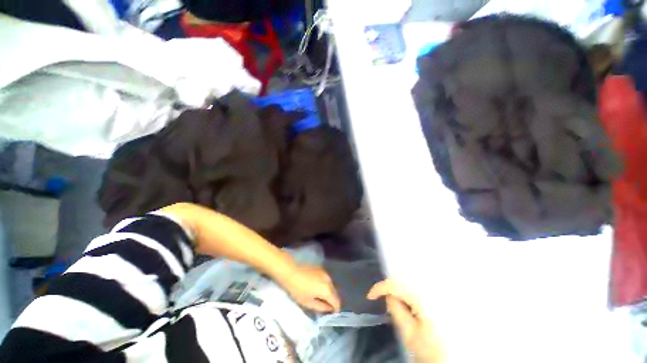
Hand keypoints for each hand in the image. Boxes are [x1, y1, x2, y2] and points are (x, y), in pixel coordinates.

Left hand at [277, 265, 340, 312]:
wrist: (290, 270)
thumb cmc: (298, 289)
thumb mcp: (308, 302)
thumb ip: (321, 307)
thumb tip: (328, 308)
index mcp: (327, 290)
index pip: (337, 302)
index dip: (335, 310)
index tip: (331, 315)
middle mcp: (329, 279)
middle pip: (335, 293)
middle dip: (332, 300)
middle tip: (325, 308)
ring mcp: (325, 272)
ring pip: (330, 285)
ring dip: (328, 292)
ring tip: (320, 298)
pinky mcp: (320, 268)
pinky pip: (325, 279)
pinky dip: (324, 285)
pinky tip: (316, 287)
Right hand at [368, 279, 444, 362]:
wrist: (458, 359)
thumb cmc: (433, 351)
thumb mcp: (410, 336)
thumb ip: (397, 311)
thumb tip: (387, 295)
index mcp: (426, 299)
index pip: (396, 284)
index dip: (380, 288)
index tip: (370, 296)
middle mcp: (435, 289)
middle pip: (406, 275)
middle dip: (391, 283)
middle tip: (382, 294)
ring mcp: (441, 290)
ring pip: (414, 276)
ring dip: (401, 282)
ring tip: (394, 295)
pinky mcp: (444, 293)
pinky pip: (423, 281)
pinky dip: (412, 284)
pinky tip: (409, 296)